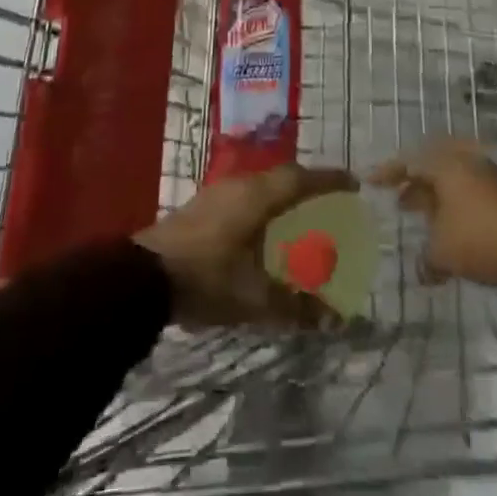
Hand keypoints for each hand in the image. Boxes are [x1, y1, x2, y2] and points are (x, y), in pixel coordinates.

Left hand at [136, 164, 357, 327]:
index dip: (329, 180)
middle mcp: (240, 184)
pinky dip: (263, 205)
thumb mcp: (254, 299)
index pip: (301, 178)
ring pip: (261, 185)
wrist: (143, 278)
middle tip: (328, 200)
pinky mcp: (202, 206)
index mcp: (258, 196)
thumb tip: (336, 319)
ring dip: (283, 195)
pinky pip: (245, 195)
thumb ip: (295, 307)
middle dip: (308, 185)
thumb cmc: (206, 278)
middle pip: (282, 176)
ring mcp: (218, 192)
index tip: (353, 184)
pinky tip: (262, 229)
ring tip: (299, 214)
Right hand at [369, 140, 496, 288]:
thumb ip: (426, 259)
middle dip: (415, 186)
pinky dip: (457, 208)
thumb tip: (422, 268)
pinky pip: (471, 193)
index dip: (388, 173)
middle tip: (399, 202)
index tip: (370, 182)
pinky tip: (454, 233)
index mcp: (445, 165)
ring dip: (438, 199)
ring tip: (426, 221)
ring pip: (454, 181)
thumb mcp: (444, 253)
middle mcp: (466, 162)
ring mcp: (490, 176)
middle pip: (433, 168)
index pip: (408, 163)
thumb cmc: (482, 239)